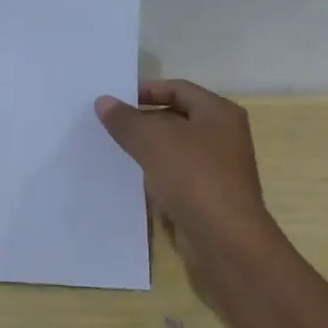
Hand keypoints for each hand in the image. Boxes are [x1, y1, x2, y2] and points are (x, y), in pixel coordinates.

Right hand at [94, 81, 280, 259]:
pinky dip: (154, 173)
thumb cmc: (193, 176)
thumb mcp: (152, 140)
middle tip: (108, 124)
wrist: (224, 239)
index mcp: (219, 113)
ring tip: (113, 149)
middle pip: (176, 117)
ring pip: (174, 149)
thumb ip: (125, 119)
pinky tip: (131, 178)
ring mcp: (217, 168)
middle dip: (142, 120)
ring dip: (146, 148)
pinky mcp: (208, 196)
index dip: (146, 90)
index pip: (178, 88)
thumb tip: (103, 102)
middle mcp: (223, 136)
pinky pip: (176, 175)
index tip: (114, 99)